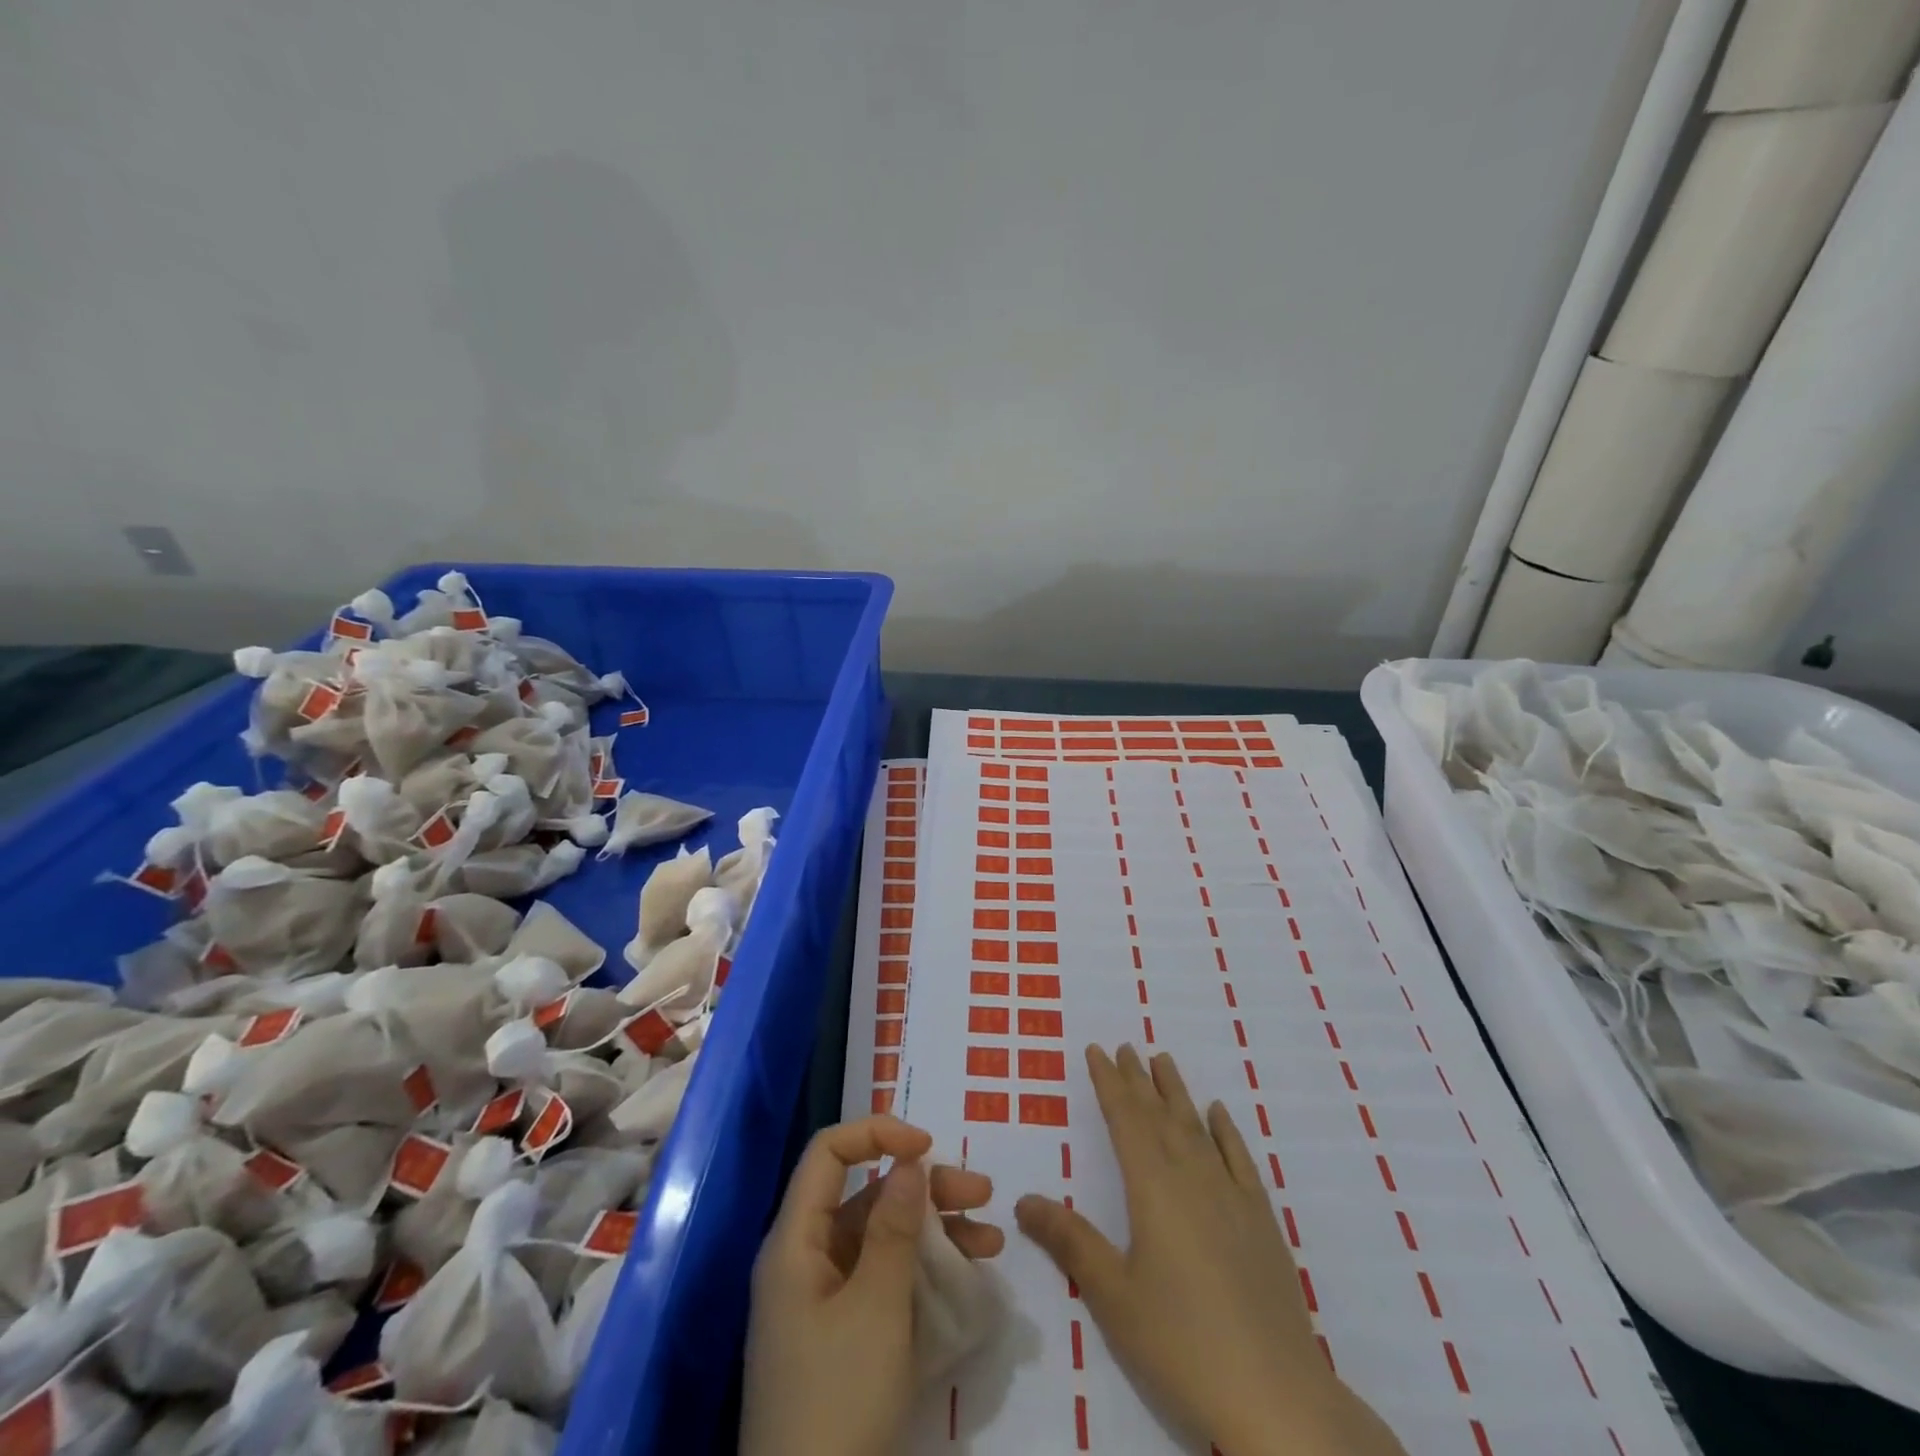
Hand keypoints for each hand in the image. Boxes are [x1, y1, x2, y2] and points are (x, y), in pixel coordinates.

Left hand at [740, 1115, 1003, 1455]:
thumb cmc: (838, 1399)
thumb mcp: (876, 1307)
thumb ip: (895, 1226)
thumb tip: (910, 1159)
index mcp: (795, 1241)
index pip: (829, 1154)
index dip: (876, 1134)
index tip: (927, 1145)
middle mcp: (806, 1261)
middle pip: (865, 1196)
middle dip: (924, 1188)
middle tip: (982, 1194)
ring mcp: (824, 1302)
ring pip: (881, 1239)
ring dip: (934, 1231)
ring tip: (990, 1241)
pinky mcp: (843, 1338)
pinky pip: (884, 1282)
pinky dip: (922, 1273)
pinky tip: (964, 1279)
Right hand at [1015, 1045, 1405, 1455]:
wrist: (1277, 1397)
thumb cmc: (1182, 1344)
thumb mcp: (1113, 1296)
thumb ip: (1070, 1241)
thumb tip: (1023, 1200)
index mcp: (1153, 1189)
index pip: (1126, 1120)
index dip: (1110, 1083)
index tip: (1098, 1050)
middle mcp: (1192, 1178)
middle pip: (1160, 1116)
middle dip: (1139, 1080)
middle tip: (1125, 1046)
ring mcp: (1231, 1197)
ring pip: (1197, 1128)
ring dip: (1177, 1093)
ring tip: (1163, 1060)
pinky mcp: (1261, 1222)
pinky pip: (1239, 1159)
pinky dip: (1225, 1131)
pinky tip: (1217, 1114)